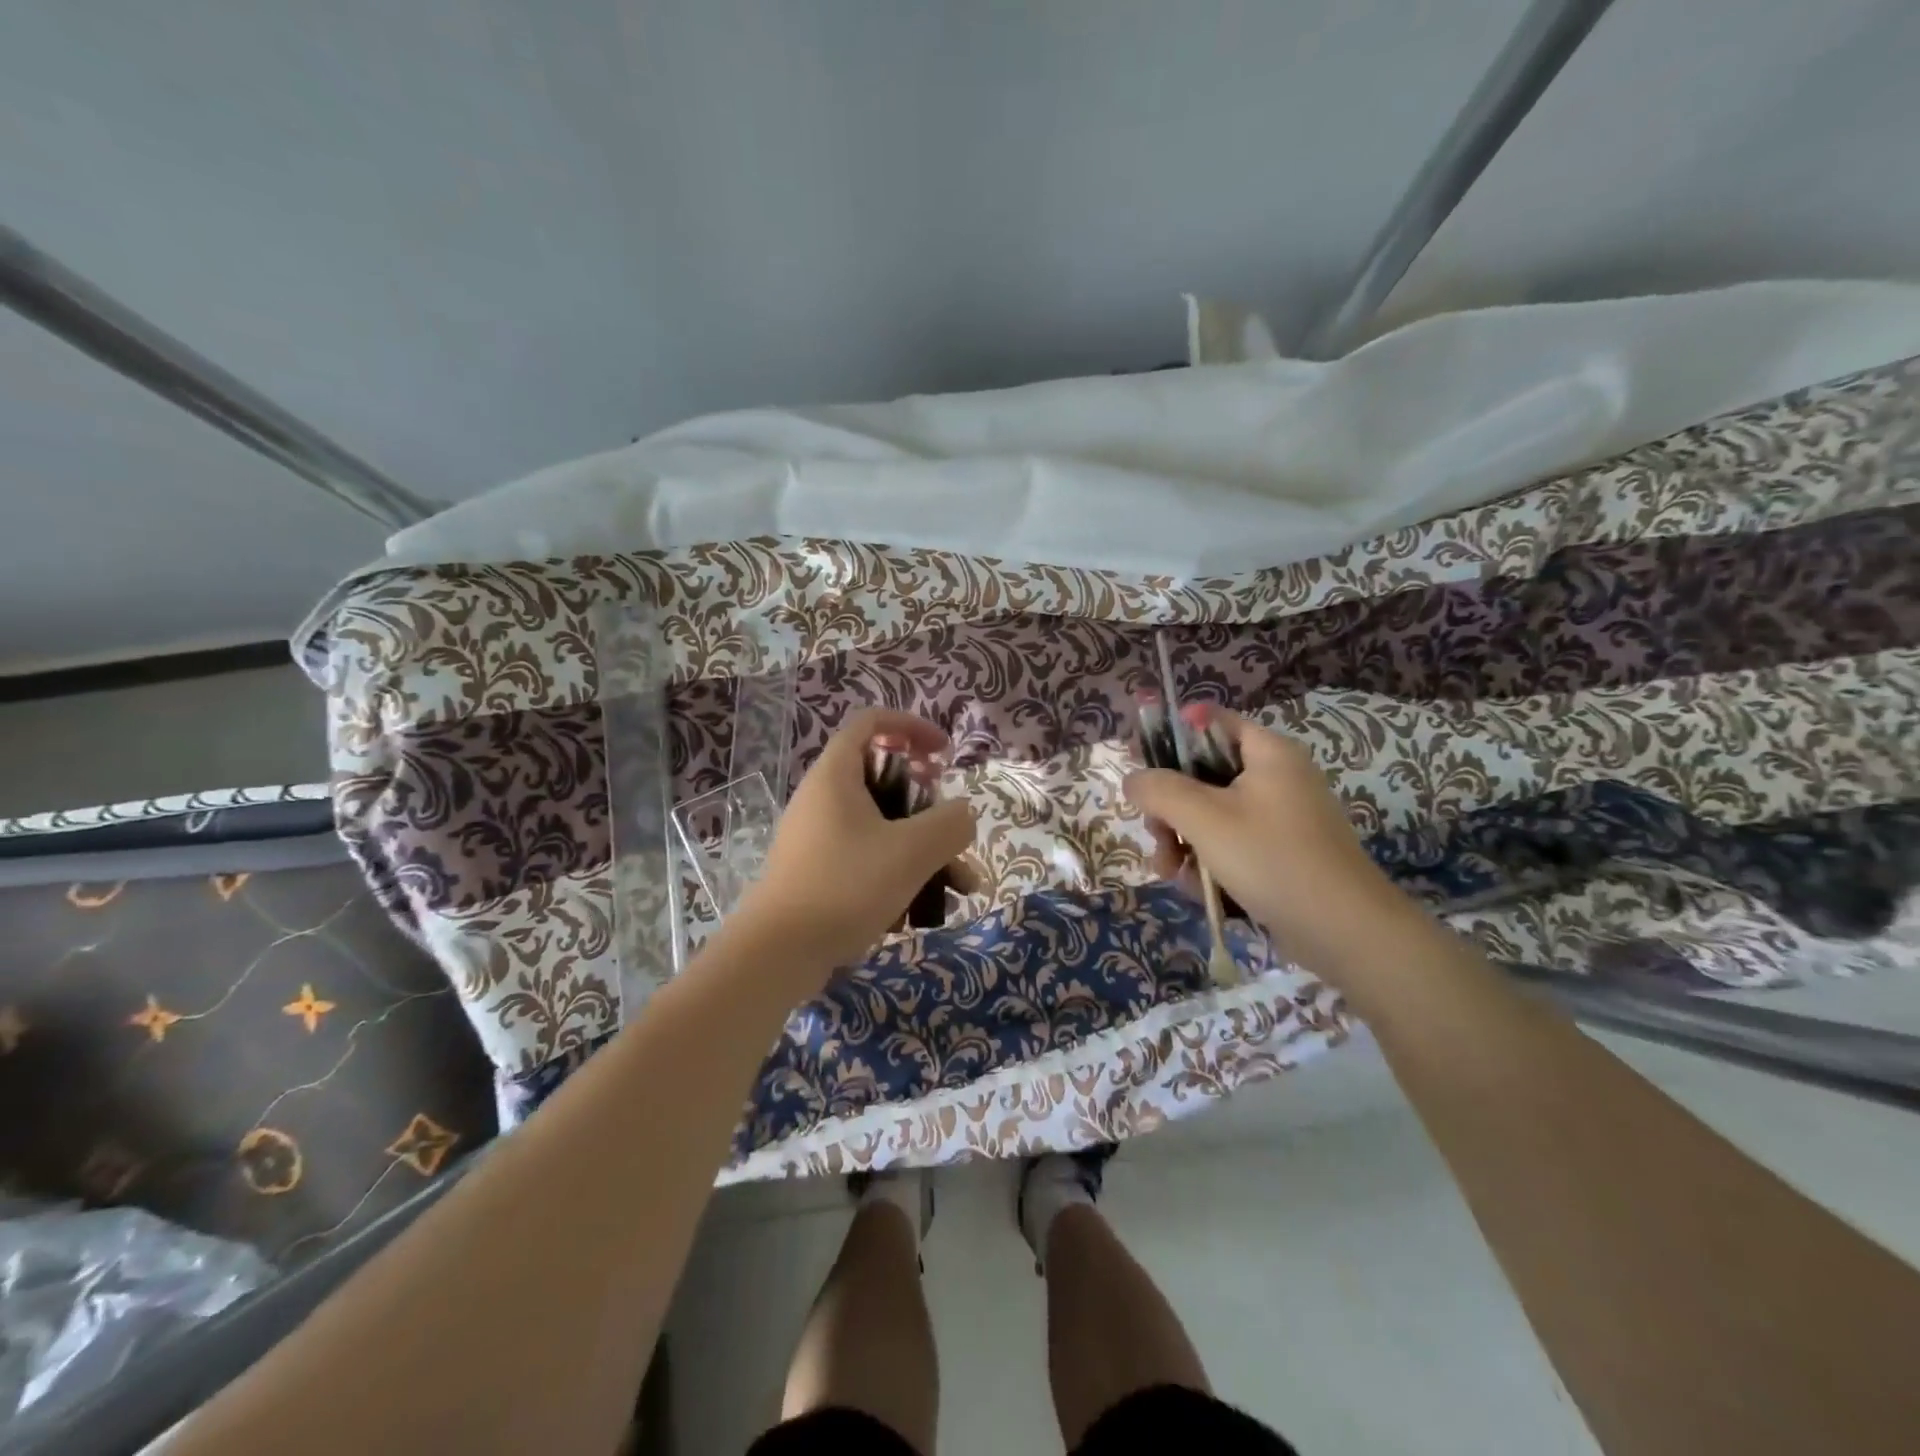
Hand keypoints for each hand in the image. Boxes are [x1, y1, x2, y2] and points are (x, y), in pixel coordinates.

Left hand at [739, 708, 975, 975]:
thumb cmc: (846, 885)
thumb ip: (950, 824)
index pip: (871, 723)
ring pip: (883, 828)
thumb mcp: (912, 851)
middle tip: (951, 826)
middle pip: (884, 780)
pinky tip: (923, 911)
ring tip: (962, 886)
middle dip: (929, 805)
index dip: (911, 727)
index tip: (943, 752)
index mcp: (836, 776)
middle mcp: (824, 799)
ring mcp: (819, 838)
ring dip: (924, 849)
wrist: (779, 953)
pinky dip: (899, 873)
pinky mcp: (819, 873)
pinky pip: (868, 859)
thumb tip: (961, 814)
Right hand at [1123, 710, 1410, 976]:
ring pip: (1211, 815)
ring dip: (1183, 841)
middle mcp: (1276, 777)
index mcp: (1267, 752)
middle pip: (1203, 774)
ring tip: (1173, 872)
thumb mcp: (1203, 818)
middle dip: (1171, 807)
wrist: (1344, 931)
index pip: (1210, 721)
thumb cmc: (1271, 858)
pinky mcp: (1280, 854)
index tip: (1142, 767)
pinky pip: (1230, 845)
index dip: (1170, 737)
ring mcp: (1280, 818)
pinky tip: (1196, 889)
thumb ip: (1159, 789)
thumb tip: (1133, 778)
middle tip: (1156, 833)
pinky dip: (1209, 862)